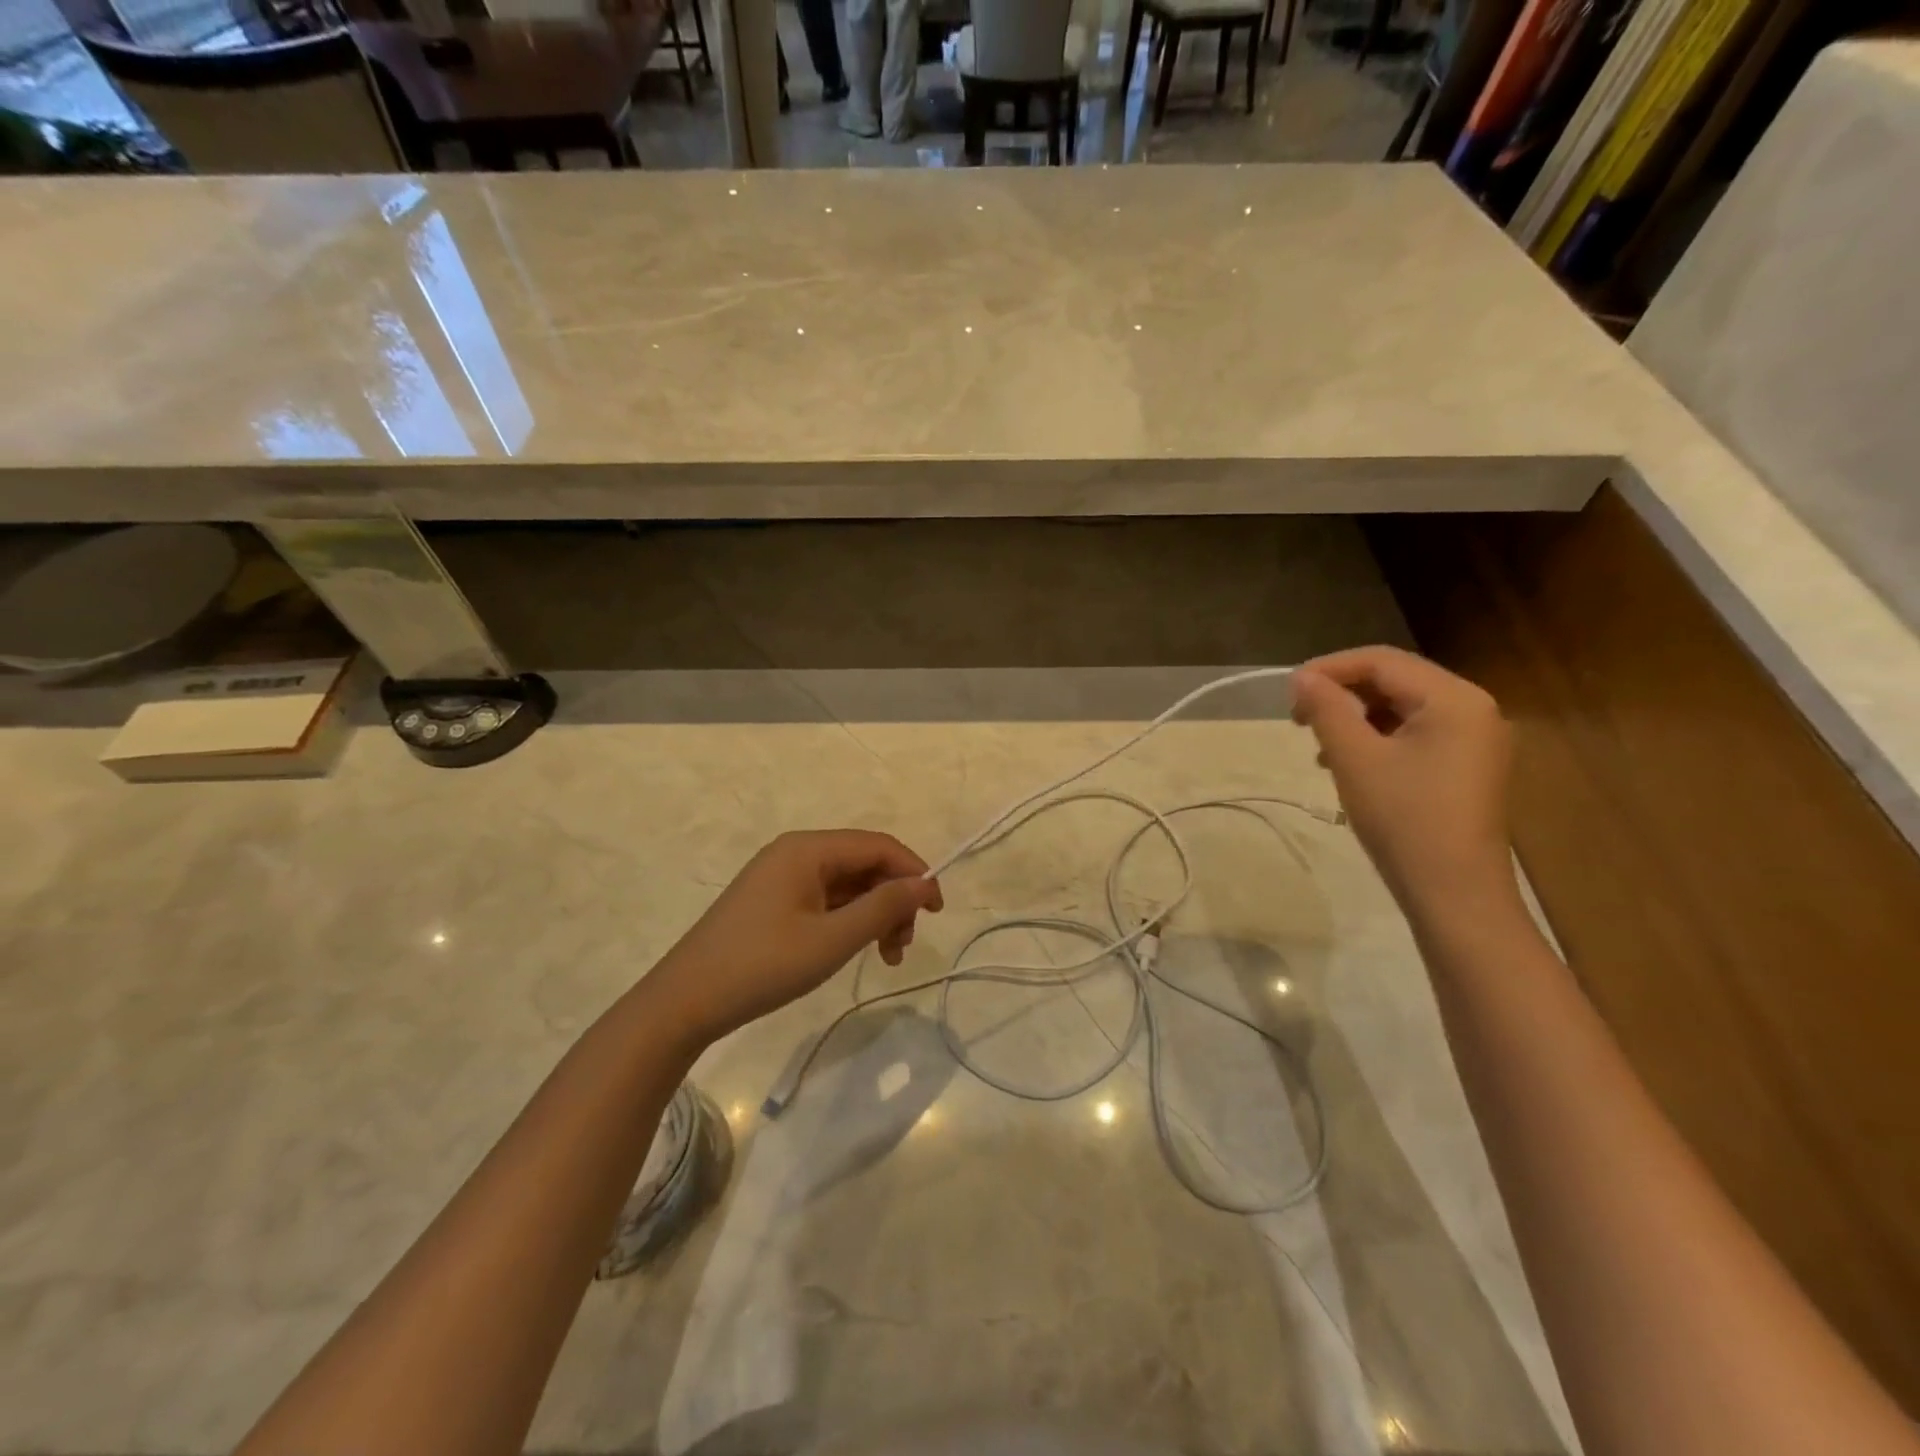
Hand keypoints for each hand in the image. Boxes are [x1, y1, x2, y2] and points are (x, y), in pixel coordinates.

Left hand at [644, 830, 942, 1048]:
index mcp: (808, 849)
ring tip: (885, 957)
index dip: (915, 872)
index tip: (937, 912)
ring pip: (847, 884)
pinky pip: (826, 899)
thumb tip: (925, 883)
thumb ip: (883, 907)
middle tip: (903, 947)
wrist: (684, 1002)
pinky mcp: (773, 901)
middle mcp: (796, 853)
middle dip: (893, 900)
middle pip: (864, 864)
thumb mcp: (832, 940)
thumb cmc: (762, 966)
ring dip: (874, 914)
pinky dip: (849, 921)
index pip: (878, 845)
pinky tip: (854, 950)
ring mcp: (782, 877)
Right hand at [1291, 647, 1519, 921]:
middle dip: (1343, 693)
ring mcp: (1475, 739)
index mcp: (1454, 699)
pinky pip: (1416, 733)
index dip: (1330, 668)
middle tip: (1299, 718)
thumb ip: (1326, 709)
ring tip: (1320, 745)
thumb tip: (1301, 677)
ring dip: (1356, 717)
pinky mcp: (1467, 766)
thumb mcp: (1354, 758)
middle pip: (1395, 681)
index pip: (1382, 661)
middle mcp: (1473, 708)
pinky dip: (1378, 738)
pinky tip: (1350, 763)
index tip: (1288, 690)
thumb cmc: (1404, 819)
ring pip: (1403, 708)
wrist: (1454, 894)